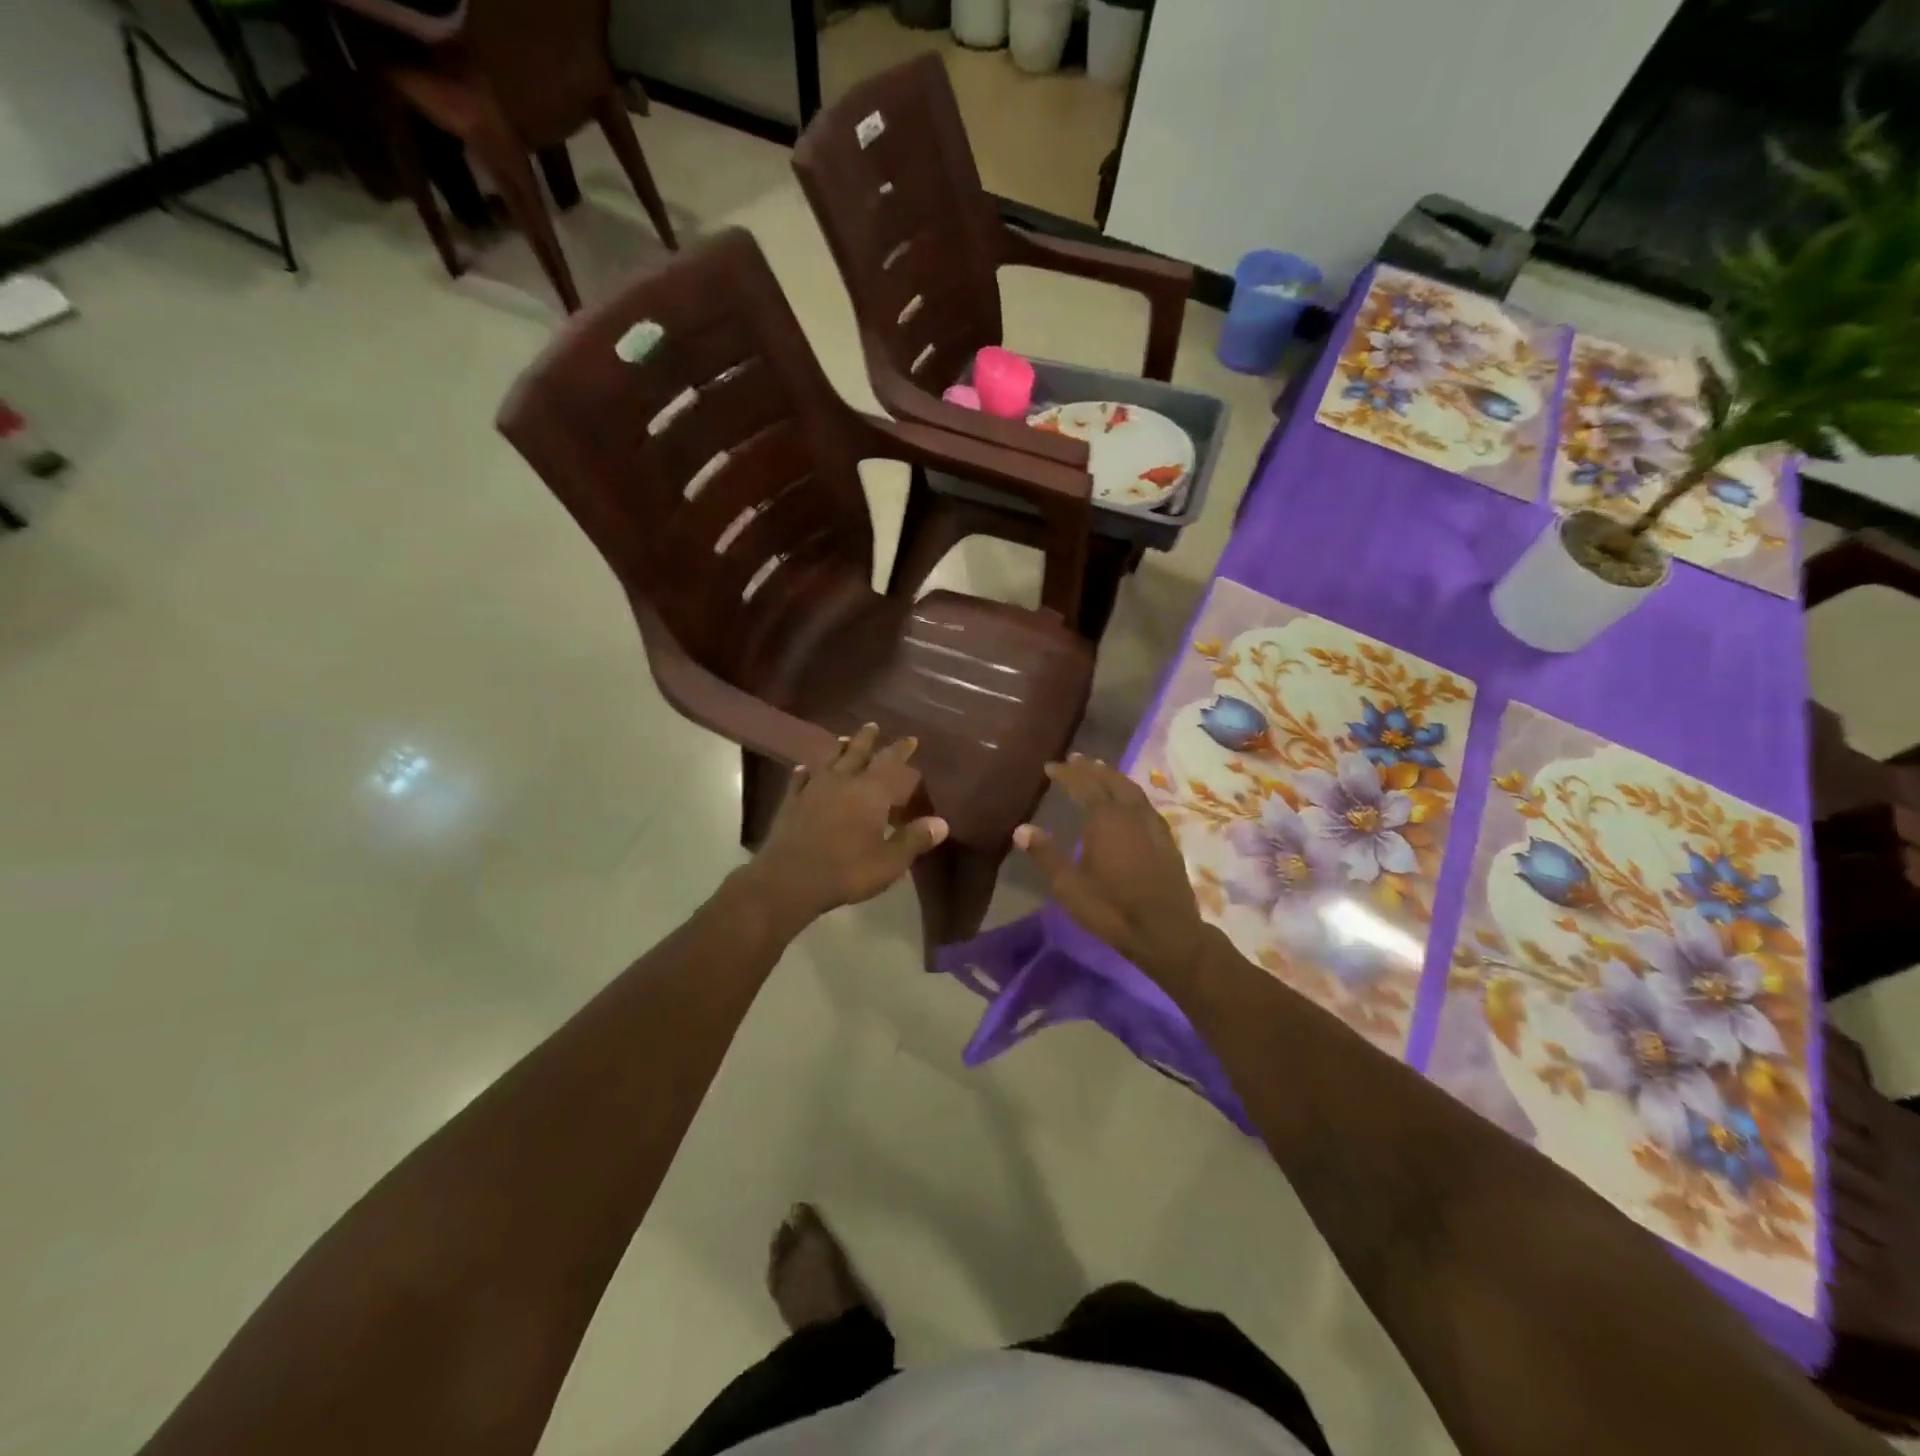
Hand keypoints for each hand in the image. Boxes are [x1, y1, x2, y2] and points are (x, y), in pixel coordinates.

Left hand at [743, 724, 948, 930]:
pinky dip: (806, 771)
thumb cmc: (847, 870)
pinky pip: (800, 779)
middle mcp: (842, 781)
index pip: (891, 763)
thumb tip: (941, 823)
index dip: (901, 750)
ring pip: (828, 759)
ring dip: (838, 748)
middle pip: (857, 752)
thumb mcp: (890, 861)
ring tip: (844, 739)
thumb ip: (914, 839)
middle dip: (867, 739)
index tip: (910, 739)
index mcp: (871, 792)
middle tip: (873, 726)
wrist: (789, 879)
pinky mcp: (791, 802)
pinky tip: (805, 769)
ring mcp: (813, 789)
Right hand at [1013, 755, 1208, 980]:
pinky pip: (1145, 803)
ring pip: (1131, 789)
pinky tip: (1128, 801)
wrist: (1166, 932)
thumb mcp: (1070, 887)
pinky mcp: (1166, 839)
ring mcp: (1152, 825)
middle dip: (1091, 768)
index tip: (1050, 766)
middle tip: (1075, 759)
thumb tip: (1020, 829)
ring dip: (1113, 776)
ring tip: (1100, 770)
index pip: (1083, 785)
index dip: (1066, 773)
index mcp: (1105, 819)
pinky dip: (1131, 792)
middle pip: (1110, 780)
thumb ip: (1046, 855)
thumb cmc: (1112, 909)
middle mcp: (1130, 813)